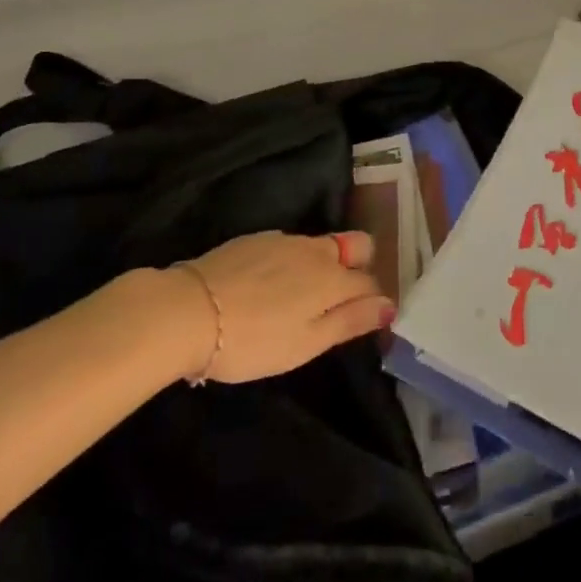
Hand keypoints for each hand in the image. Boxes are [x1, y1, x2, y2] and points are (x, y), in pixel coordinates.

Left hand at [173, 231, 393, 383]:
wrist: (190, 309)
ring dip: (324, 265)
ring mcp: (285, 239)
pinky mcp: (258, 238)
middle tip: (340, 300)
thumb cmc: (252, 340)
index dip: (374, 300)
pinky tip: (270, 286)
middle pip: (356, 245)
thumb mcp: (305, 344)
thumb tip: (390, 305)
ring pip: (321, 245)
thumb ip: (350, 321)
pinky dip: (293, 262)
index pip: (370, 281)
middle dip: (360, 264)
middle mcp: (316, 250)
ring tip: (301, 298)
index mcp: (332, 278)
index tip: (367, 319)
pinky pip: (290, 245)